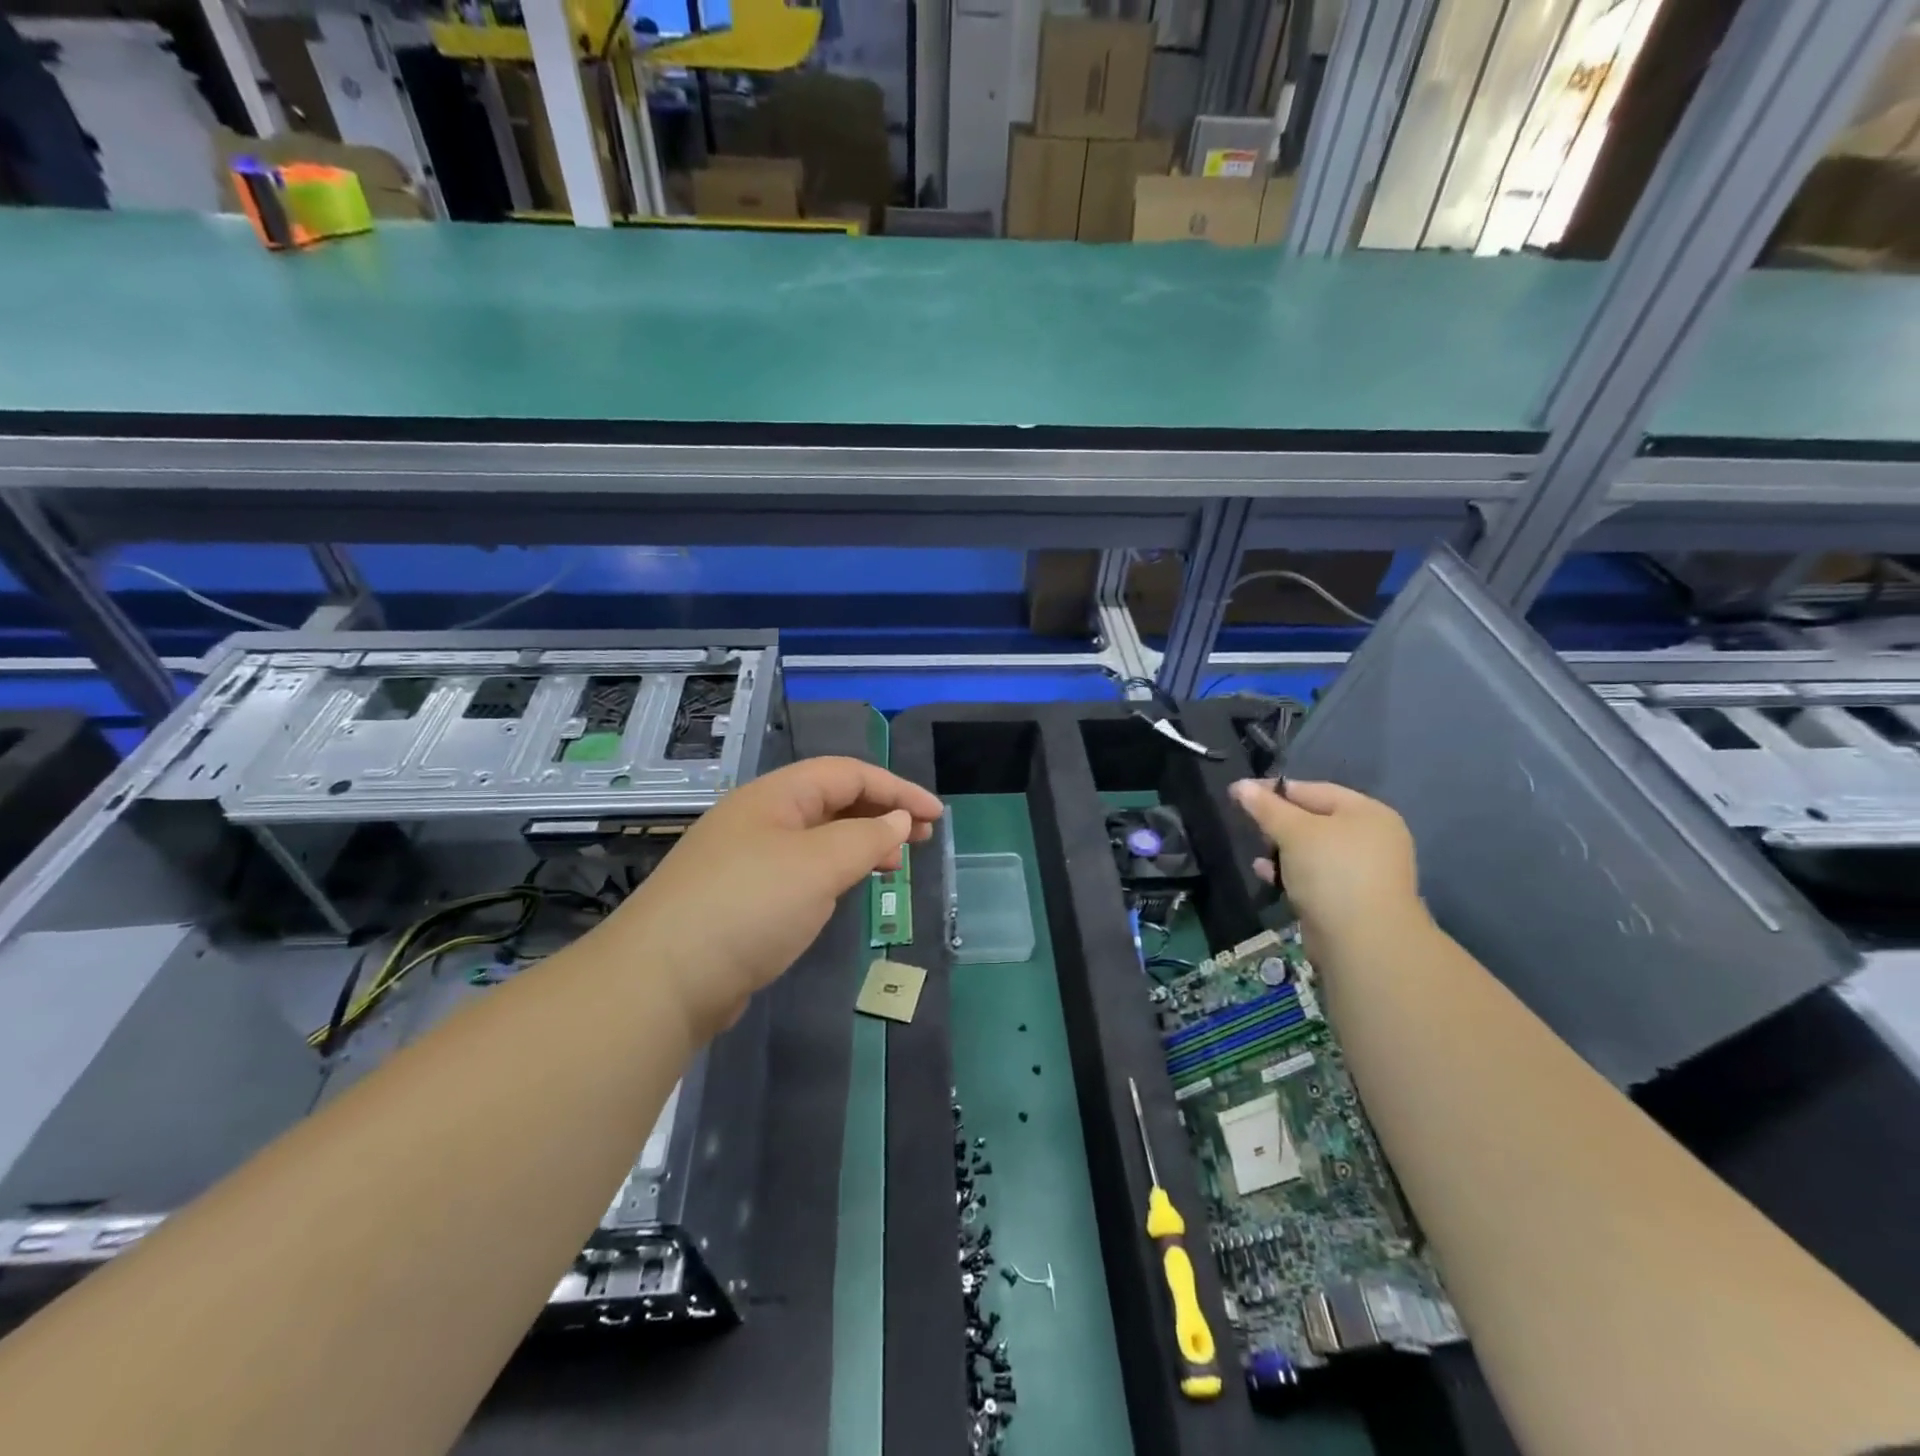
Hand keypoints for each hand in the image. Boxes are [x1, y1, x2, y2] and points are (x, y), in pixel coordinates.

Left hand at [609, 757, 942, 1038]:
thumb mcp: (819, 865)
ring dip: (860, 843)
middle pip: (832, 800)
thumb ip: (866, 837)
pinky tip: (848, 889)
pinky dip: (835, 872)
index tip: (936, 815)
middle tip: (923, 837)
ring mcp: (747, 859)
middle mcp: (760, 819)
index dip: (896, 788)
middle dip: (881, 813)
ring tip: (895, 863)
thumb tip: (898, 821)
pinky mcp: (742, 898)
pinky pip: (802, 869)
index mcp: (775, 796)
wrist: (663, 980)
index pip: (847, 774)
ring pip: (818, 837)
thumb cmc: (749, 907)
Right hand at [1229, 779, 1422, 955]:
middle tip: (1250, 825)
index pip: (1314, 790)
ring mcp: (1363, 871)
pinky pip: (1314, 876)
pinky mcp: (1350, 899)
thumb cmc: (1331, 871)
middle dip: (1279, 823)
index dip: (1275, 790)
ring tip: (1257, 853)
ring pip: (1312, 851)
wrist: (1363, 940)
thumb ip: (1266, 807)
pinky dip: (1291, 873)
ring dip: (1282, 851)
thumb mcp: (1294, 831)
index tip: (1240, 794)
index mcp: (1366, 813)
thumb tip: (1240, 785)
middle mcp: (1370, 838)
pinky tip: (1266, 875)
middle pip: (1314, 820)